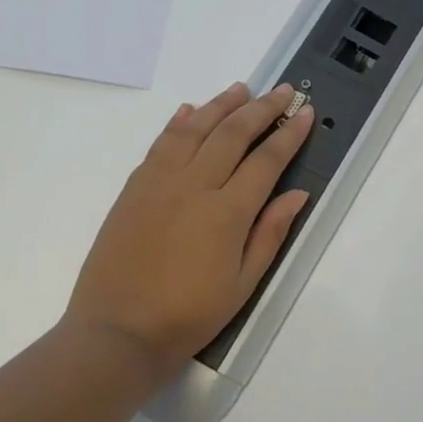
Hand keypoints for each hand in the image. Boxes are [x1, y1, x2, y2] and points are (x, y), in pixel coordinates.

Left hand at [61, 82, 314, 379]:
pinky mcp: (134, 188)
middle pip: (233, 133)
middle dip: (262, 108)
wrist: (116, 332)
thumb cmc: (188, 315)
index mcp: (227, 212)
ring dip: (221, 105)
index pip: (267, 159)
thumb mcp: (243, 283)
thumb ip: (270, 233)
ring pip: (195, 129)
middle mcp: (194, 186)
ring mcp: (159, 182)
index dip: (290, 134)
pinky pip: (161, 144)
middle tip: (284, 90)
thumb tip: (297, 194)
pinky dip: (179, 123)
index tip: (306, 113)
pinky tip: (191, 112)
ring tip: (241, 89)